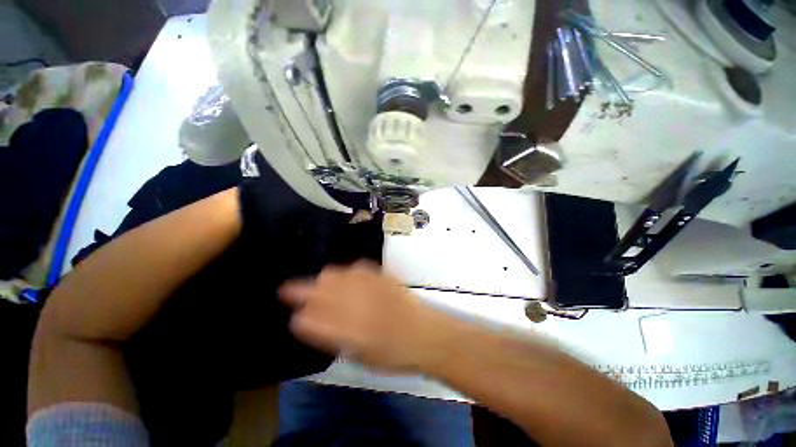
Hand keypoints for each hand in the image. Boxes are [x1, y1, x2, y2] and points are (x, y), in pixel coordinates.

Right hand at [279, 262, 449, 371]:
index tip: (293, 313)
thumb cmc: (393, 354)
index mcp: (346, 330)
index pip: (310, 318)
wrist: (425, 334)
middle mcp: (355, 304)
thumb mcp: (359, 355)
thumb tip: (310, 321)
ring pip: (335, 274)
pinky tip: (347, 278)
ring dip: (323, 279)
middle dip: (303, 289)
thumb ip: (333, 336)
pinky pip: (356, 268)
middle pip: (319, 288)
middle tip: (296, 292)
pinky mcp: (381, 276)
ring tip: (320, 284)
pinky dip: (346, 273)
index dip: (298, 314)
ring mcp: (369, 286)